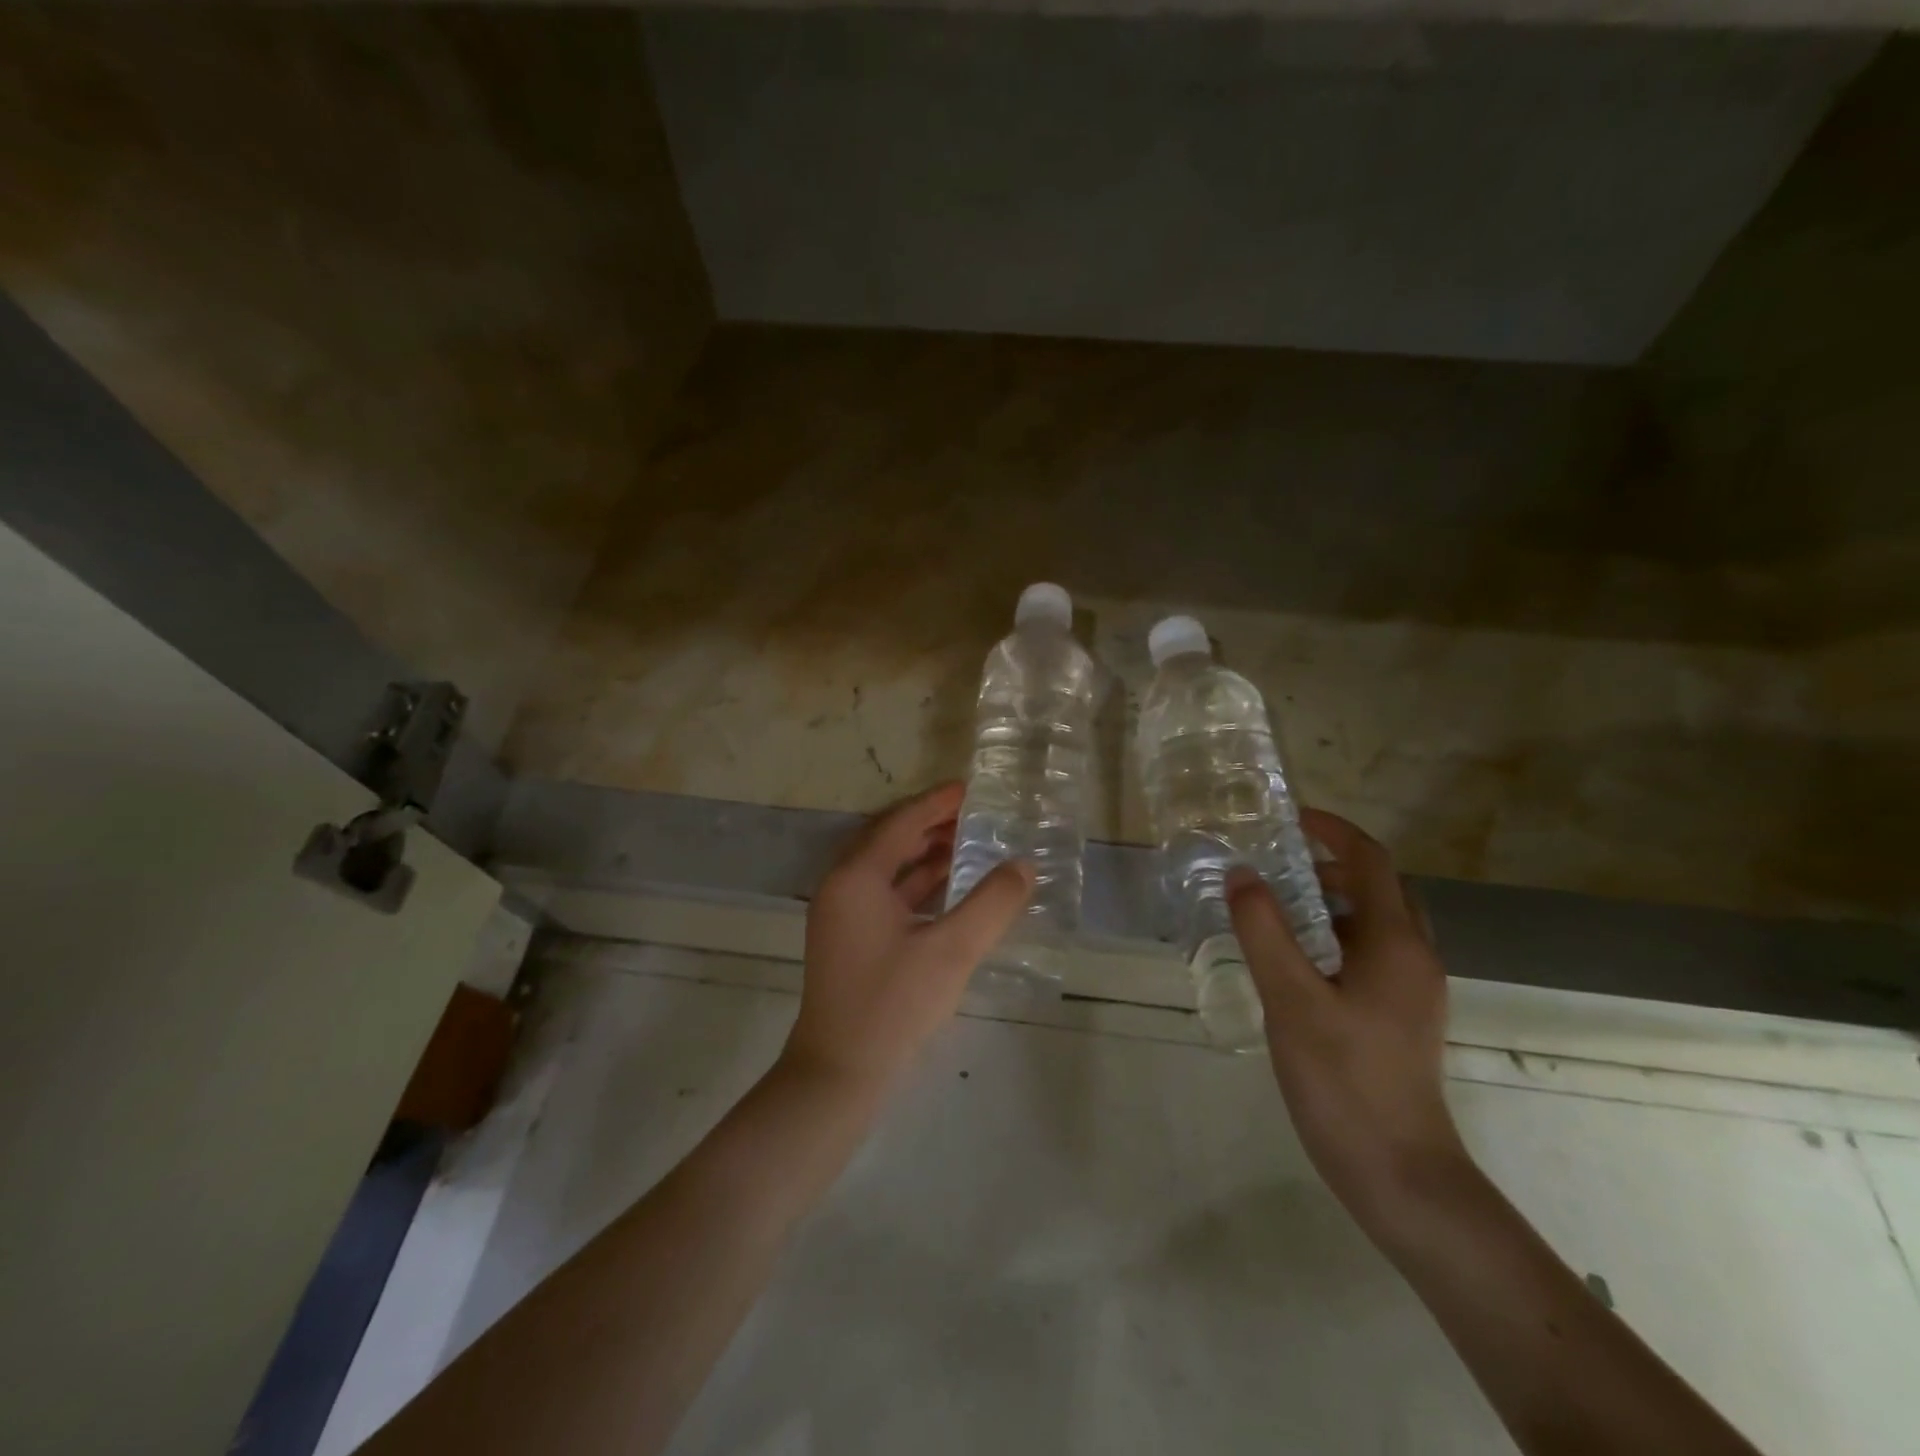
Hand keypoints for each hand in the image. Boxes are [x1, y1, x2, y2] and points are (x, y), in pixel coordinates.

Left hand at [783, 783, 1032, 1094]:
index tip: (970, 788)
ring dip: (924, 853)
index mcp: (857, 877)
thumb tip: (1024, 866)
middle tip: (975, 815)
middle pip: (890, 839)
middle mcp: (842, 886)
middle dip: (931, 824)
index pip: (900, 822)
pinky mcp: (851, 938)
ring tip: (969, 844)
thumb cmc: (893, 1003)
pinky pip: (886, 893)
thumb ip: (992, 904)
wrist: (839, 1072)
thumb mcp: (951, 950)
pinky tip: (949, 887)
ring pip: (888, 867)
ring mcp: (843, 914)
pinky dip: (917, 883)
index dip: (936, 803)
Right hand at [1227, 809, 1467, 1221]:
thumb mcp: (1291, 999)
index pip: (1371, 861)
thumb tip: (1243, 874)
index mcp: (1395, 943)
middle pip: (1379, 888)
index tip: (1289, 819)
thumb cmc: (1345, 1078)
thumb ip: (1264, 931)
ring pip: (1376, 924)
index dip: (1333, 831)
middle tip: (1279, 867)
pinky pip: (1371, 955)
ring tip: (1278, 910)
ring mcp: (1412, 991)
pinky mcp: (1400, 1018)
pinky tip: (1296, 963)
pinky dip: (1336, 937)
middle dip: (1332, 866)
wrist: (1399, 1172)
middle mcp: (1414, 958)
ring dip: (1333, 903)